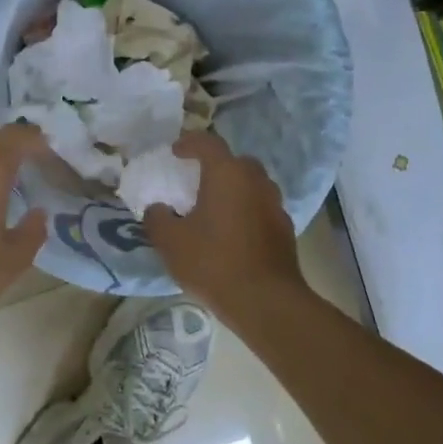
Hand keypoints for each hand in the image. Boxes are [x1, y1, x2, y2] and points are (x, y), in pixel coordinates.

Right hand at [142, 130, 305, 318]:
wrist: (265, 300)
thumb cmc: (213, 262)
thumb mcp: (171, 242)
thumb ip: (158, 218)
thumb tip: (157, 208)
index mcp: (227, 174)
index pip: (208, 143)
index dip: (189, 143)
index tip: (175, 151)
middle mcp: (255, 181)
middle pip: (235, 162)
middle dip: (216, 166)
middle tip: (197, 180)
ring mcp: (275, 204)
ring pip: (252, 185)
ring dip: (234, 189)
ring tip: (215, 208)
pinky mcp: (285, 228)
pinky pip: (261, 208)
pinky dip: (246, 211)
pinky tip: (233, 233)